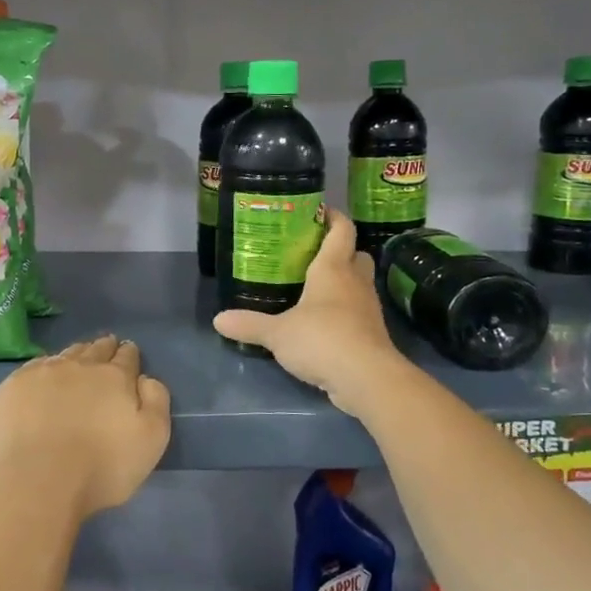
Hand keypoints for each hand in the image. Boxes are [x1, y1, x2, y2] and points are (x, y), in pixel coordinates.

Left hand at [0, 335, 171, 519]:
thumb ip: (156, 402)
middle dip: (103, 347)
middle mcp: (79, 366)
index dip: (129, 353)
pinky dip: (44, 368)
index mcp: (114, 377)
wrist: (38, 481)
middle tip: (106, 346)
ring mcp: (43, 373)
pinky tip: (43, 375)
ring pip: (65, 355)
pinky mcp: (13, 387)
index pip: (126, 357)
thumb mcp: (152, 440)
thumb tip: (145, 378)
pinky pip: (34, 367)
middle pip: (95, 349)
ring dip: (75, 354)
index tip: (128, 351)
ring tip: (78, 358)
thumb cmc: (102, 466)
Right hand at [212, 211, 406, 417]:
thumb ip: (249, 324)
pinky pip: (358, 311)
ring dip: (343, 281)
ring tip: (313, 287)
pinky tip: (323, 322)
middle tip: (312, 254)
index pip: (342, 231)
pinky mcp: (371, 333)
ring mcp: (367, 308)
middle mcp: (355, 282)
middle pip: (356, 254)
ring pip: (359, 283)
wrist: (367, 379)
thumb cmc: (322, 340)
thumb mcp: (277, 333)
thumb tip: (218, 320)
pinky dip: (344, 311)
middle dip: (340, 250)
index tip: (319, 212)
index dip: (333, 217)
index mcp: (333, 269)